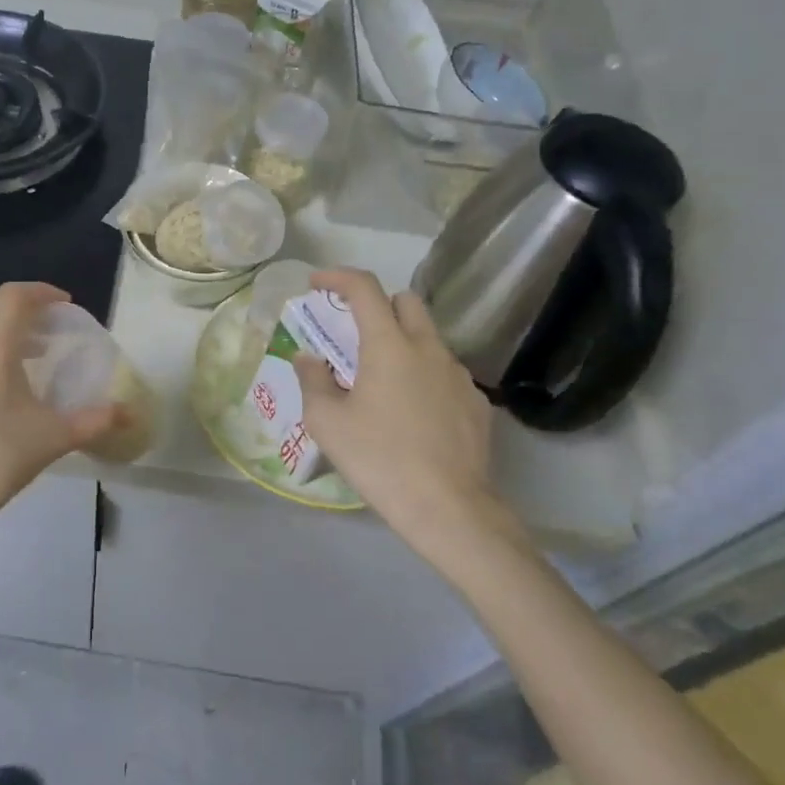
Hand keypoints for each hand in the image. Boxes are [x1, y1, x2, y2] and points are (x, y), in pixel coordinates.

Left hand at [0, 283, 122, 559]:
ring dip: (6, 334)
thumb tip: (130, 413)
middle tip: (55, 332)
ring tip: (34, 357)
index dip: (42, 292)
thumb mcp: (53, 437)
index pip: (14, 296)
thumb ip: (95, 420)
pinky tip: (3, 387)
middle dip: (26, 313)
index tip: (66, 306)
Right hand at [293, 268, 527, 568]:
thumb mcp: (327, 422)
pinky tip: (414, 415)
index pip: (365, 289)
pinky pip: (445, 373)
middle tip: (355, 334)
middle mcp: (429, 349)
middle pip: (406, 301)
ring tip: (383, 384)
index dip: (337, 277)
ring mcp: (458, 375)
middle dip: (378, 305)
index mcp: (389, 346)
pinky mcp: (476, 403)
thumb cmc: (379, 459)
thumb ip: (312, 381)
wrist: (448, 508)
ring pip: (429, 339)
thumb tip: (308, 358)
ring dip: (403, 344)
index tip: (316, 283)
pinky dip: (425, 378)